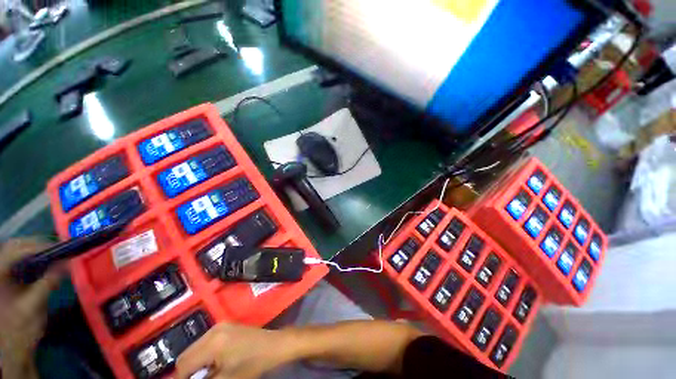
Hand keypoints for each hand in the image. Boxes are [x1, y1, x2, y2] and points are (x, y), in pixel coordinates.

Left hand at [0, 238, 64, 378]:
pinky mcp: (6, 278)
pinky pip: (19, 261)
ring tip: (55, 256)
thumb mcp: (34, 307)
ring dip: (36, 251)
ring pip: (17, 251)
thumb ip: (48, 283)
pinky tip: (45, 265)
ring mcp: (1, 274)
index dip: (38, 246)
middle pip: (15, 246)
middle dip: (37, 245)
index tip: (61, 249)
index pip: (15, 250)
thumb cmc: (21, 329)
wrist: (13, 347)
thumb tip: (67, 263)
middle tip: (60, 250)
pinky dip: (34, 259)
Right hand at [176, 323, 300, 378]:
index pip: (184, 364)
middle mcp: (214, 330)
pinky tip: (213, 364)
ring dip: (195, 363)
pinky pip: (205, 343)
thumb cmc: (253, 363)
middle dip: (187, 371)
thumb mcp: (226, 378)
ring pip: (195, 348)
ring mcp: (220, 326)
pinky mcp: (225, 326)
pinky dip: (204, 355)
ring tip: (207, 374)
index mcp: (213, 342)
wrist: (274, 345)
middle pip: (187, 354)